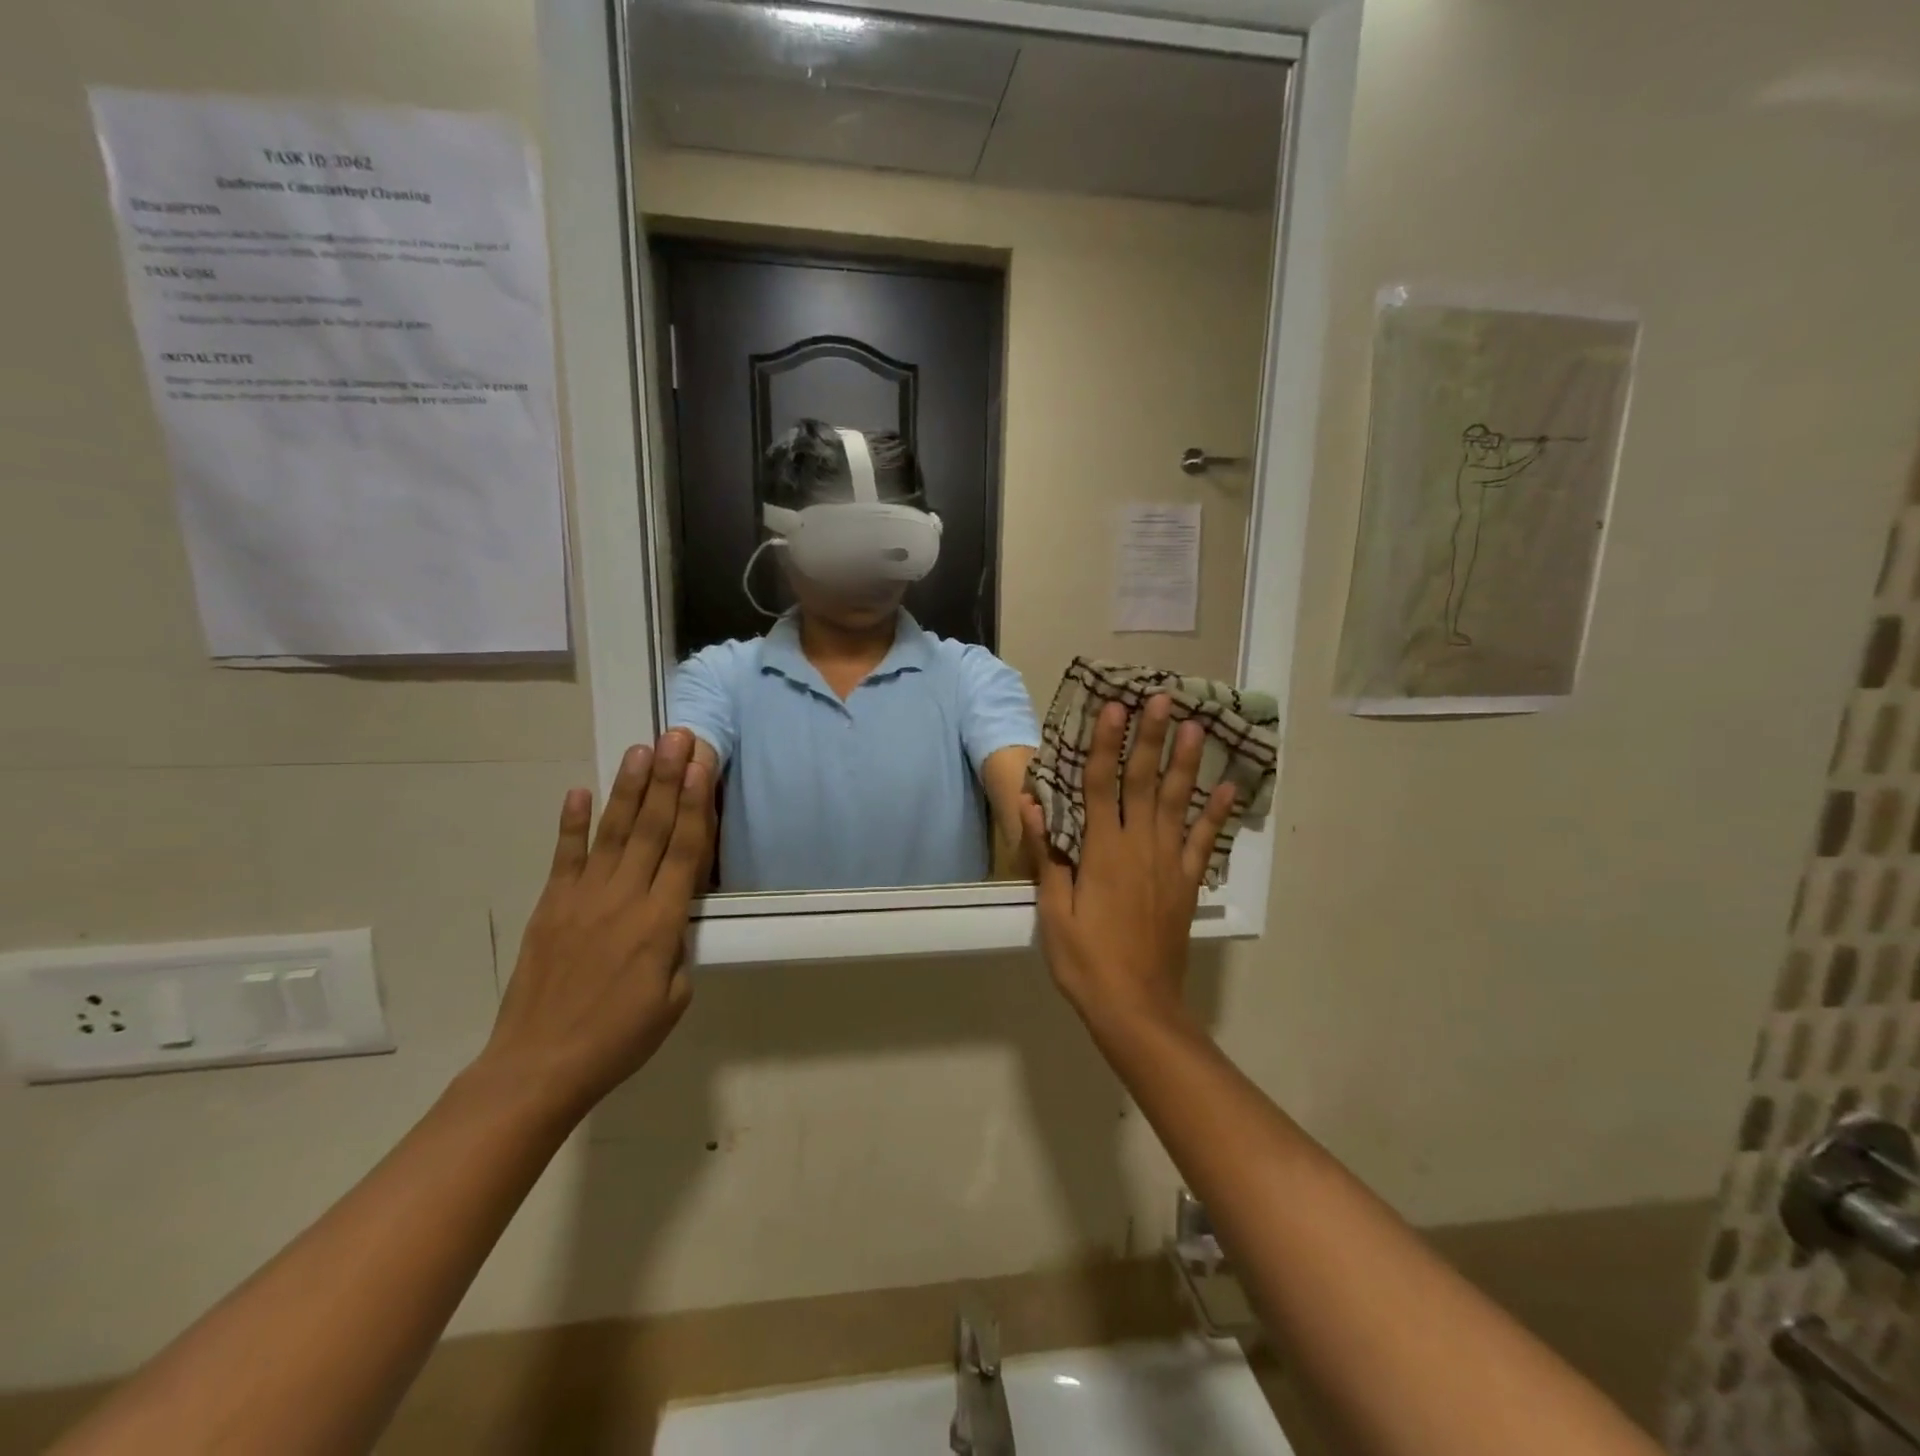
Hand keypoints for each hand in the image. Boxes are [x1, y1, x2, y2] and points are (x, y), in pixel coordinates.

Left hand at [479, 729, 714, 1114]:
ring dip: (629, 789)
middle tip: (677, 737)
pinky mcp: (551, 907)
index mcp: (662, 922)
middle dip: (667, 779)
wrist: (538, 1066)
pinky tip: (579, 791)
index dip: (695, 804)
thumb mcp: (674, 999)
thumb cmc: (619, 1038)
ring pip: (612, 832)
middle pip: (652, 828)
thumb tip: (674, 914)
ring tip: (640, 750)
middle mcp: (625, 898)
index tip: (701, 766)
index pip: (685, 850)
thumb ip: (678, 947)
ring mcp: (583, 898)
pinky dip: (571, 823)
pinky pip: (564, 857)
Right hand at [1021, 696, 1234, 1026]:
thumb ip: (1047, 857)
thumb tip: (1034, 805)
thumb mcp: (1053, 912)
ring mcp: (1169, 864)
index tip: (1113, 708)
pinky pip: (1205, 842)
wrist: (1137, 1007)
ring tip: (1197, 726)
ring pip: (1179, 803)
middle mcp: (1139, 847)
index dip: (1105, 744)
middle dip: (1151, 738)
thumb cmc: (1086, 961)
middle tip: (1162, 698)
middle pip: (1144, 782)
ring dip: (1186, 763)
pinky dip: (1217, 815)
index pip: (1100, 785)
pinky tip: (1228, 789)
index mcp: (1102, 852)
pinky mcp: (1187, 884)